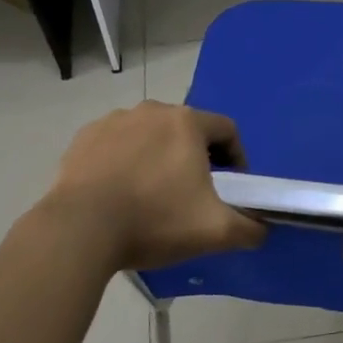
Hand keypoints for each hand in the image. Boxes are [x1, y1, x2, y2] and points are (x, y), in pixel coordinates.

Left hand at [45, 101, 266, 270]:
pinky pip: (116, 145)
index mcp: (187, 123)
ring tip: (153, 194)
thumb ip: (250, 228)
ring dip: (159, 157)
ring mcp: (113, 121)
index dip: (237, 157)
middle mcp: (152, 111)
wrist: (80, 230)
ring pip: (150, 135)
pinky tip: (120, 192)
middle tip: (194, 193)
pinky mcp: (84, 138)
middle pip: (187, 130)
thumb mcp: (215, 231)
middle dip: (197, 157)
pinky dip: (124, 162)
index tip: (232, 186)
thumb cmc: (155, 221)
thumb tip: (262, 229)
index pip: (227, 130)